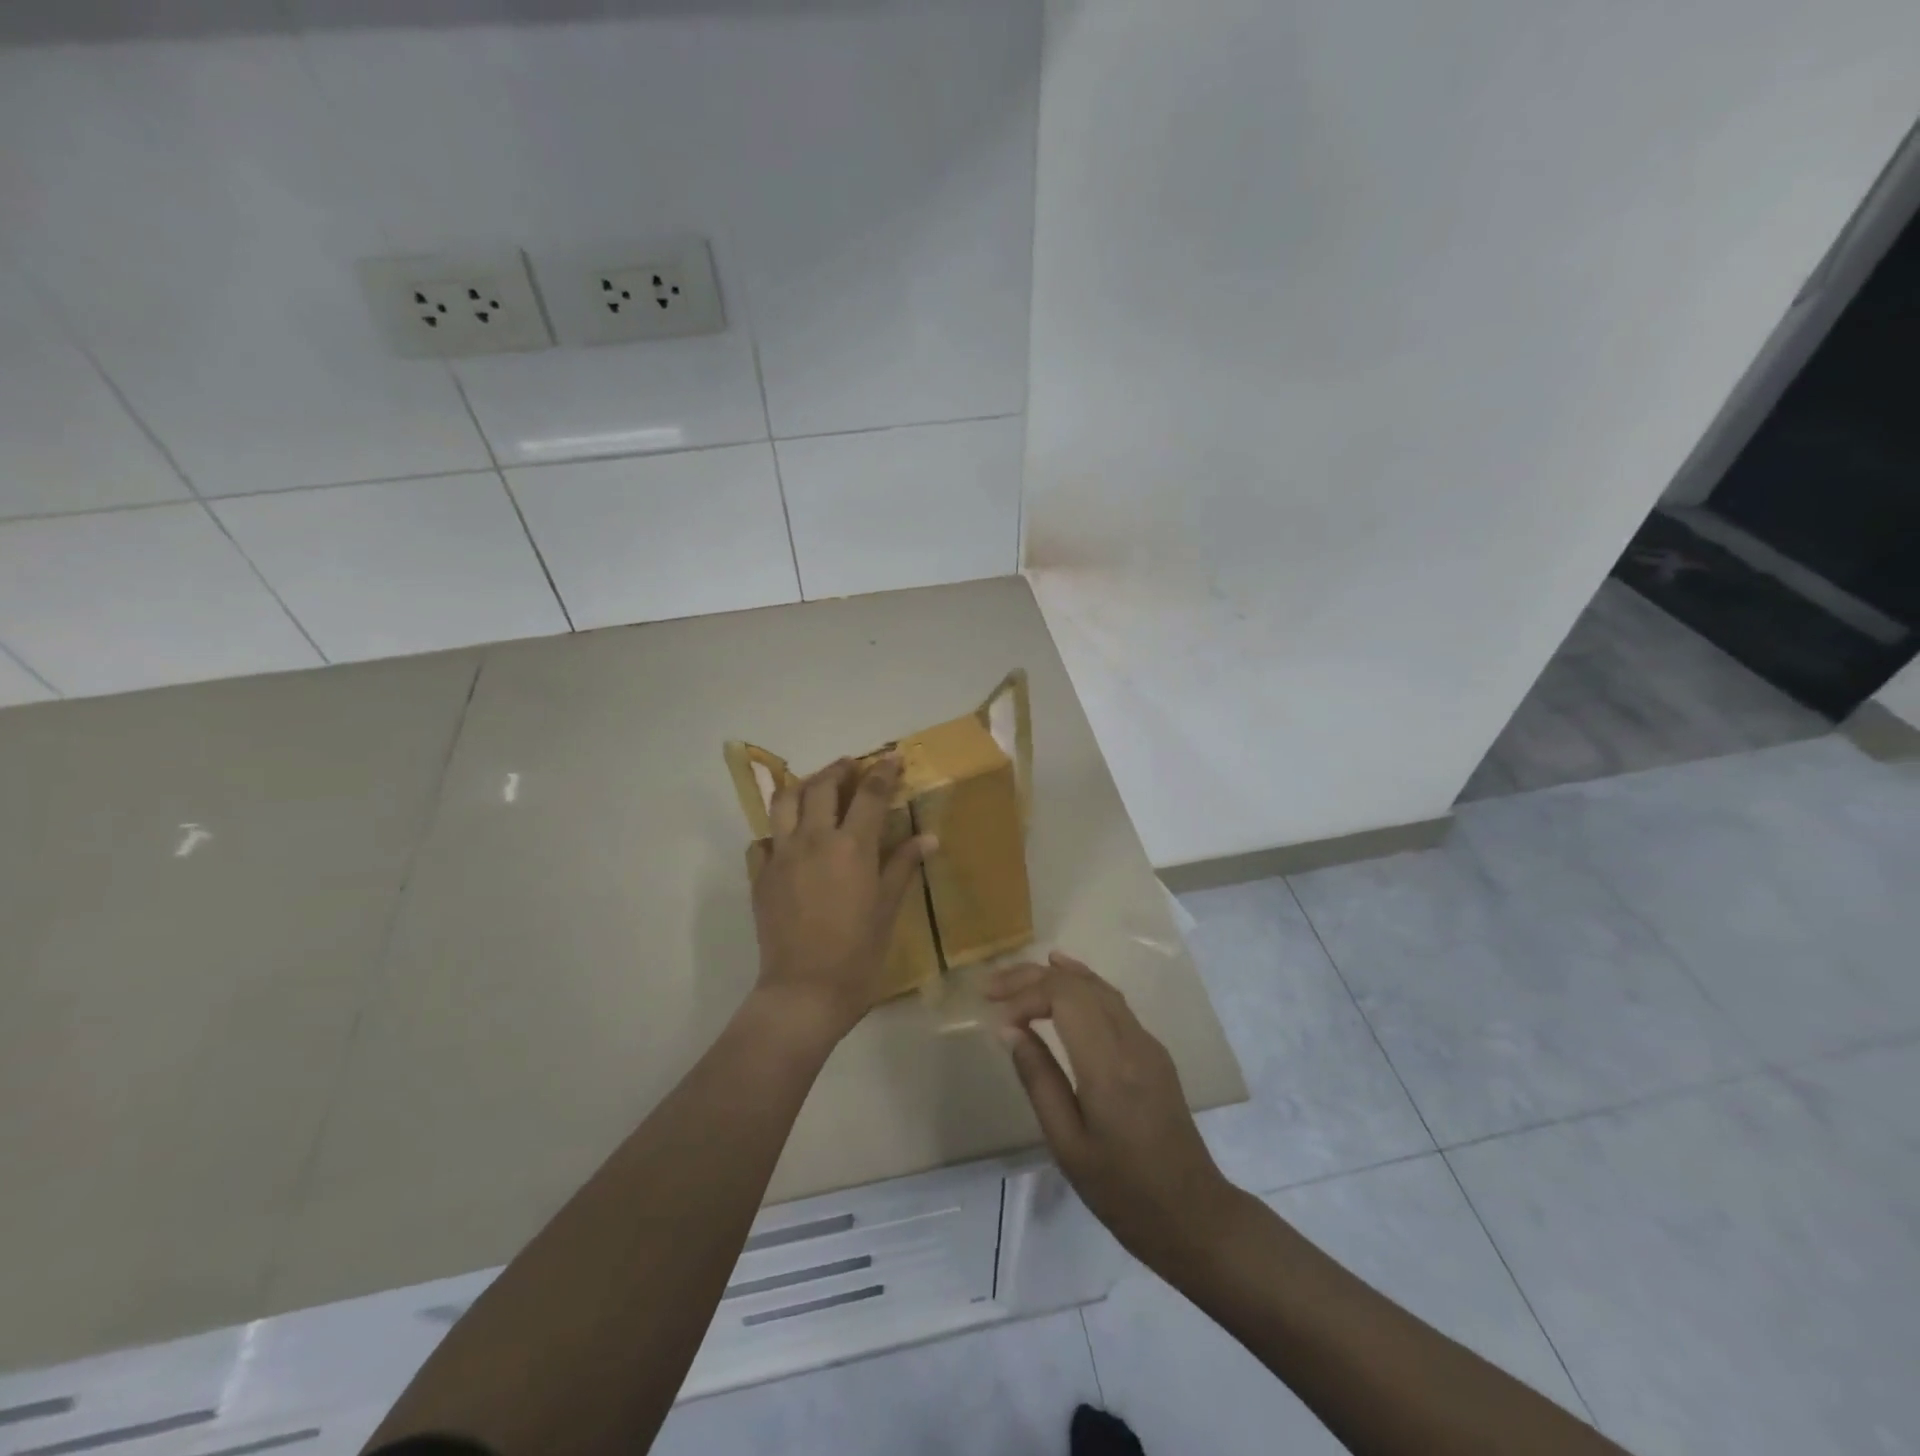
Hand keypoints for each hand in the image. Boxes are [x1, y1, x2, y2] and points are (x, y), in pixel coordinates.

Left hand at [750, 755, 934, 1041]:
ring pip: (784, 802)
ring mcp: (781, 856)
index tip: (892, 757)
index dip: (883, 771)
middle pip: (822, 786)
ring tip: (817, 787)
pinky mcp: (760, 876)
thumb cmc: (858, 954)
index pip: (869, 793)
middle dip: (839, 769)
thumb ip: (902, 866)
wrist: (804, 992)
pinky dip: (778, 830)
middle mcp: (813, 840)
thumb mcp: (888, 909)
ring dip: (803, 786)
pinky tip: (789, 838)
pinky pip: (764, 839)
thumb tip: (928, 838)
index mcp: (851, 847)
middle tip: (853, 767)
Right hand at [988, 952, 1240, 1270]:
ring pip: (1099, 987)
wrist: (1193, 1214)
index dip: (1025, 996)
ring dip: (1056, 976)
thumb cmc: (1122, 1190)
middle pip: (1080, 984)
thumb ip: (1038, 1079)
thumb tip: (1009, 1030)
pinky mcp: (1153, 1050)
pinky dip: (1081, 984)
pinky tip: (1064, 980)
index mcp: (1108, 1066)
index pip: (1064, 997)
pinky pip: (1113, 1001)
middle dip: (1032, 977)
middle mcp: (1132, 1041)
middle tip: (991, 987)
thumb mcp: (1067, 1144)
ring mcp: (1147, 1042)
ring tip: (1016, 978)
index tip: (996, 1018)